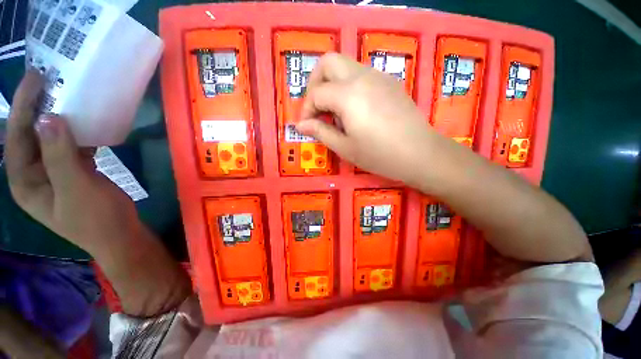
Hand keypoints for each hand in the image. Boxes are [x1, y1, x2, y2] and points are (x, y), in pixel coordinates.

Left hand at [6, 70, 191, 315]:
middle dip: (37, 108)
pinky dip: (77, 132)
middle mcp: (35, 173)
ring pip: (51, 139)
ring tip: (67, 95)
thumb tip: (50, 117)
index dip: (24, 107)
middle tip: (50, 80)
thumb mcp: (77, 189)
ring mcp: (56, 172)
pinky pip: (71, 146)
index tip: (36, 79)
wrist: (121, 235)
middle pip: (31, 135)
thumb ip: (60, 156)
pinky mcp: (76, 172)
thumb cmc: (96, 219)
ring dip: (59, 118)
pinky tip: (86, 122)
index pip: (17, 137)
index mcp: (25, 181)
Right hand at [297, 53, 451, 184]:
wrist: (419, 153)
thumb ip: (320, 132)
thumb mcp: (344, 147)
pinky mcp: (389, 82)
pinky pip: (360, 74)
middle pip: (327, 62)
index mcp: (348, 95)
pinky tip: (354, 109)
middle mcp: (361, 77)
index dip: (306, 109)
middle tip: (317, 108)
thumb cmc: (379, 155)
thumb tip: (301, 125)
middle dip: (315, 83)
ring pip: (345, 65)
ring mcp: (378, 76)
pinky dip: (348, 86)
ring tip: (335, 112)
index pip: (316, 93)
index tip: (306, 126)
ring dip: (332, 84)